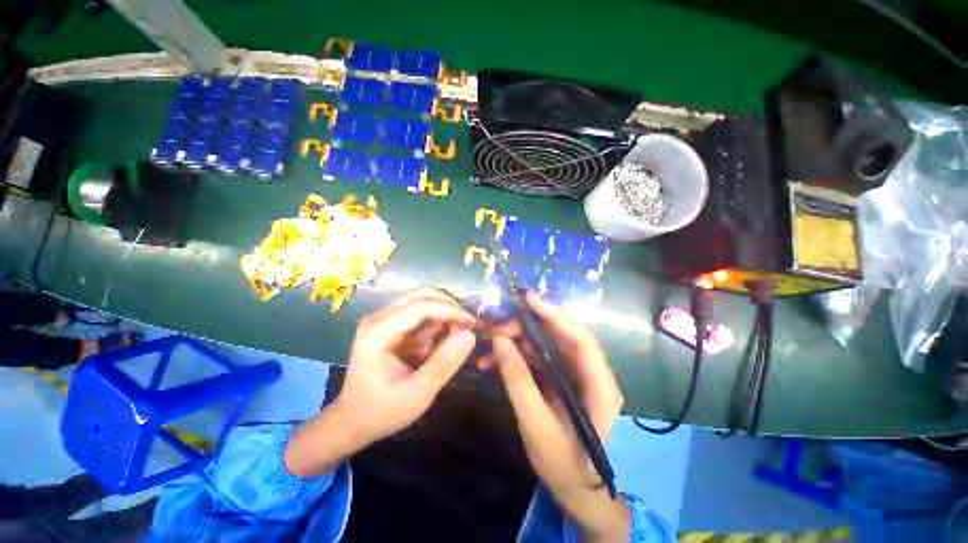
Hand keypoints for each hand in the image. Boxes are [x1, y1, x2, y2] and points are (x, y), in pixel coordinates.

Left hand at [285, 287, 475, 476]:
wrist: (352, 421)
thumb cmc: (381, 411)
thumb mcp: (417, 394)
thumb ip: (444, 364)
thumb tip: (470, 335)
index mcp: (378, 331)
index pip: (421, 306)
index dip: (450, 310)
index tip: (473, 323)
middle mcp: (380, 317)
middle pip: (422, 295)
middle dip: (449, 307)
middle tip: (466, 326)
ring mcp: (385, 320)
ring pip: (424, 302)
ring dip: (443, 316)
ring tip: (454, 340)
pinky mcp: (391, 326)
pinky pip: (421, 315)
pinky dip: (436, 325)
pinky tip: (438, 346)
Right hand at [492, 293, 628, 541]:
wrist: (574, 487)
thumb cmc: (561, 463)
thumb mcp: (535, 423)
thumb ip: (517, 380)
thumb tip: (499, 341)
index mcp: (599, 386)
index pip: (582, 340)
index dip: (556, 316)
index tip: (529, 300)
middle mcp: (592, 372)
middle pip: (562, 336)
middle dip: (528, 328)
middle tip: (499, 330)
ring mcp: (576, 373)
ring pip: (547, 343)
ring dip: (518, 341)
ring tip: (491, 347)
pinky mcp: (561, 377)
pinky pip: (539, 356)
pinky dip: (518, 355)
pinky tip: (495, 361)